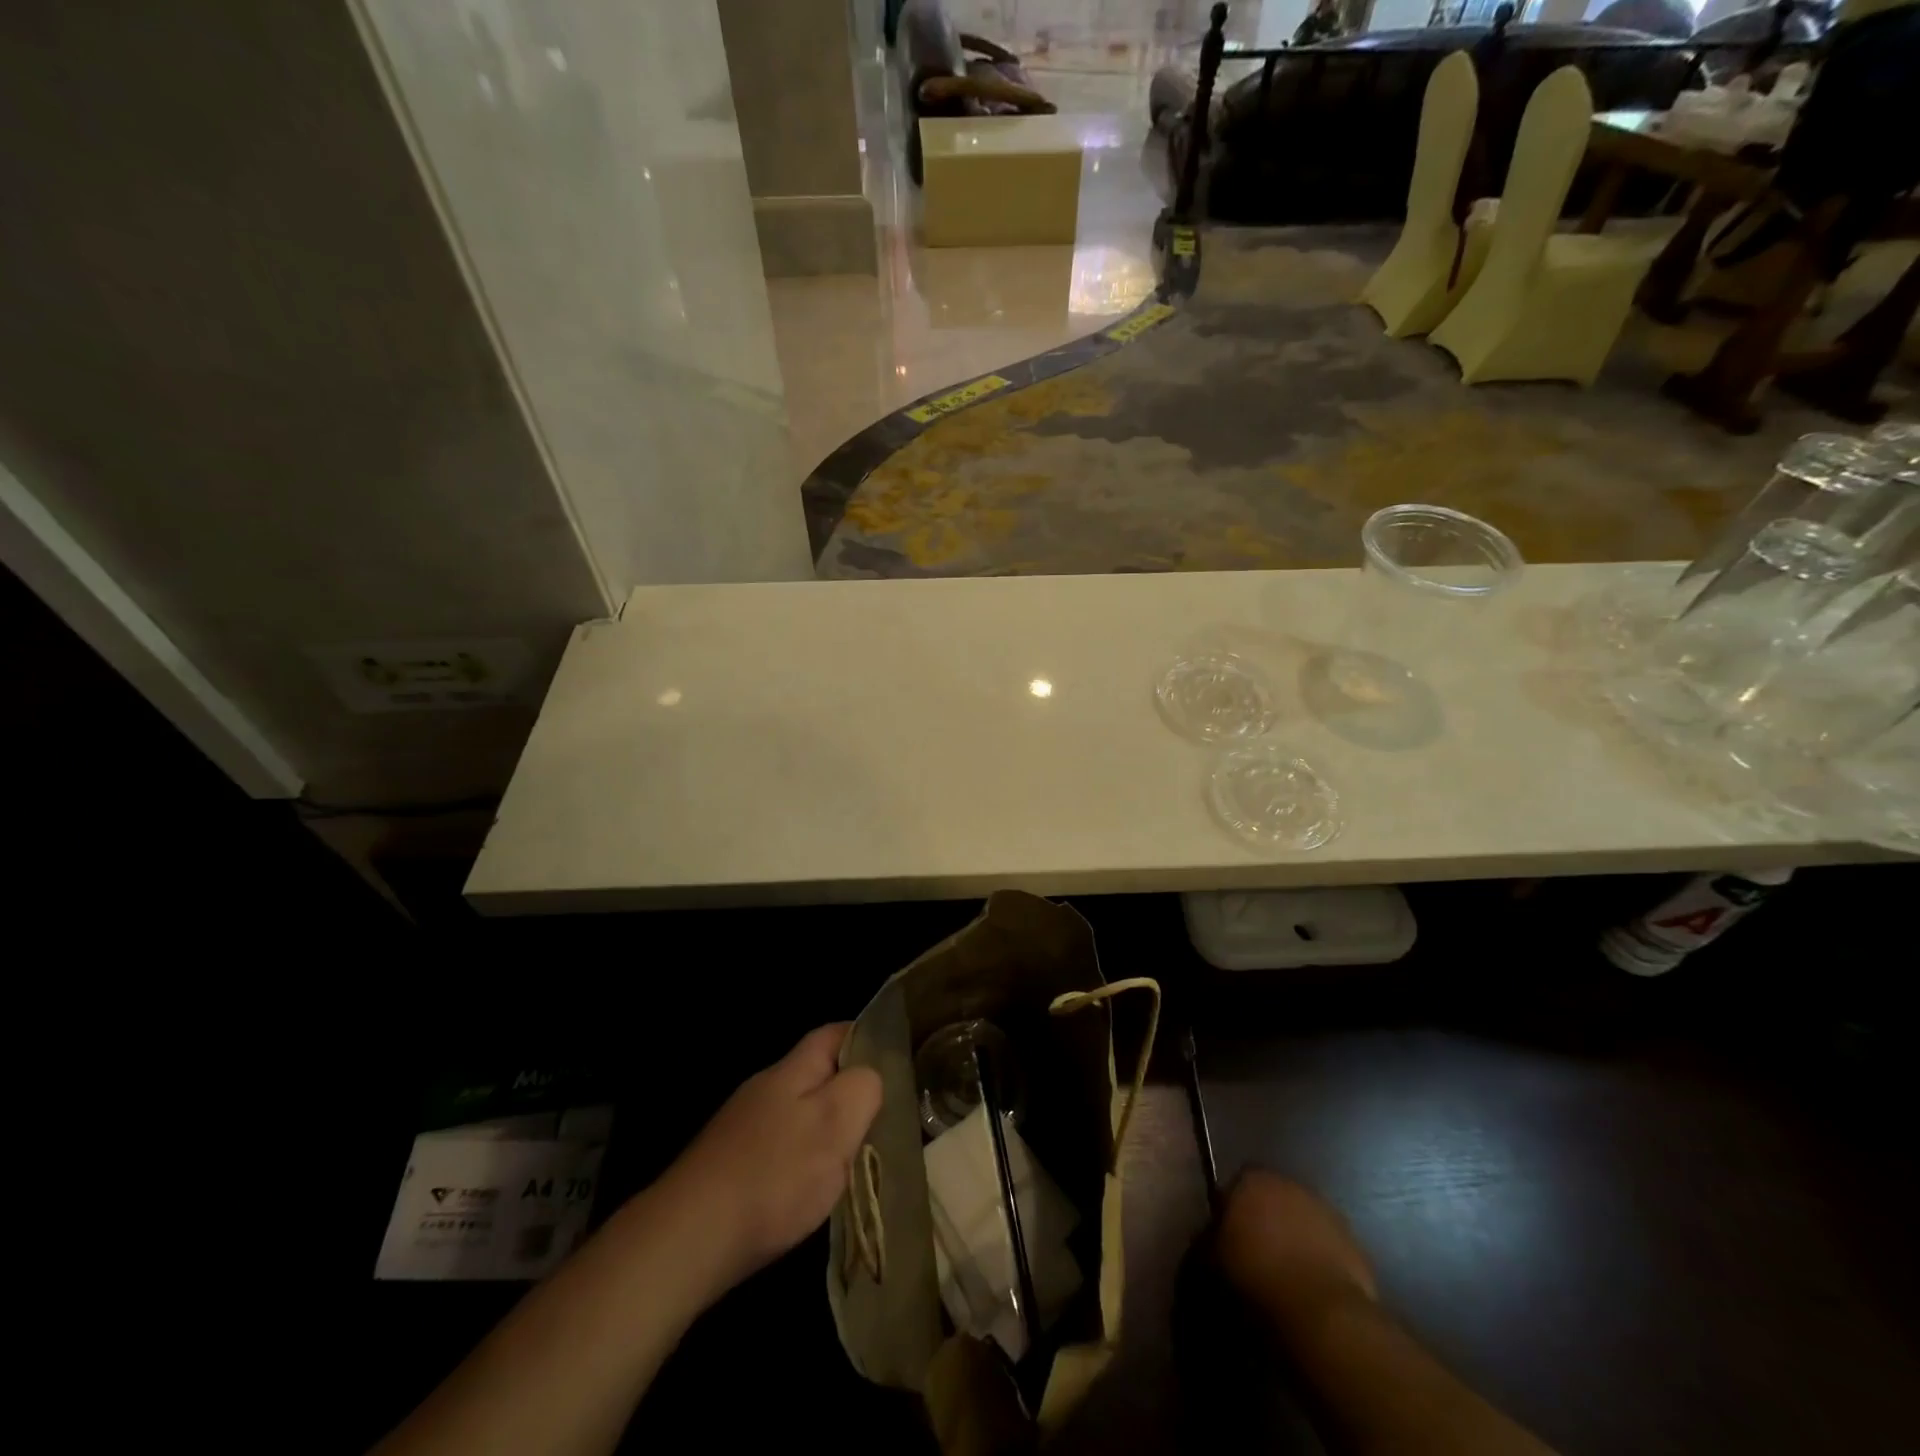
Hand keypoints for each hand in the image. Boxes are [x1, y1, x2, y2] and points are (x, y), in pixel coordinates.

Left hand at [660, 1024, 881, 1293]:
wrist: (688, 1240)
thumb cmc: (774, 1174)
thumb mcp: (836, 1122)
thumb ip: (863, 1088)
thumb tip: (870, 1077)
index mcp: (791, 1070)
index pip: (834, 1033)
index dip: (865, 1037)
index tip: (896, 1059)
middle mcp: (764, 1089)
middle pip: (816, 1075)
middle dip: (849, 1091)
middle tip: (884, 1118)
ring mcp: (742, 1129)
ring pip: (798, 1114)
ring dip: (826, 1130)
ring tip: (855, 1161)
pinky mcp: (729, 1167)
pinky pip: (779, 1148)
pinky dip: (801, 1162)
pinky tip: (809, 1192)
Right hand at [1216, 1171, 1376, 1338]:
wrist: (1322, 1312)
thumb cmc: (1259, 1278)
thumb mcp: (1216, 1258)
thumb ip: (1213, 1237)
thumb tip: (1215, 1236)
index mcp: (1252, 1180)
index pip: (1236, 1185)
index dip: (1232, 1210)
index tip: (1229, 1236)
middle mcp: (1289, 1183)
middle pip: (1272, 1196)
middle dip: (1266, 1218)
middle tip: (1258, 1251)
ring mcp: (1326, 1210)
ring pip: (1302, 1218)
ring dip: (1295, 1235)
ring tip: (1287, 1271)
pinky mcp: (1354, 1241)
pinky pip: (1328, 1244)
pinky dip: (1320, 1257)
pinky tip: (1313, 1284)